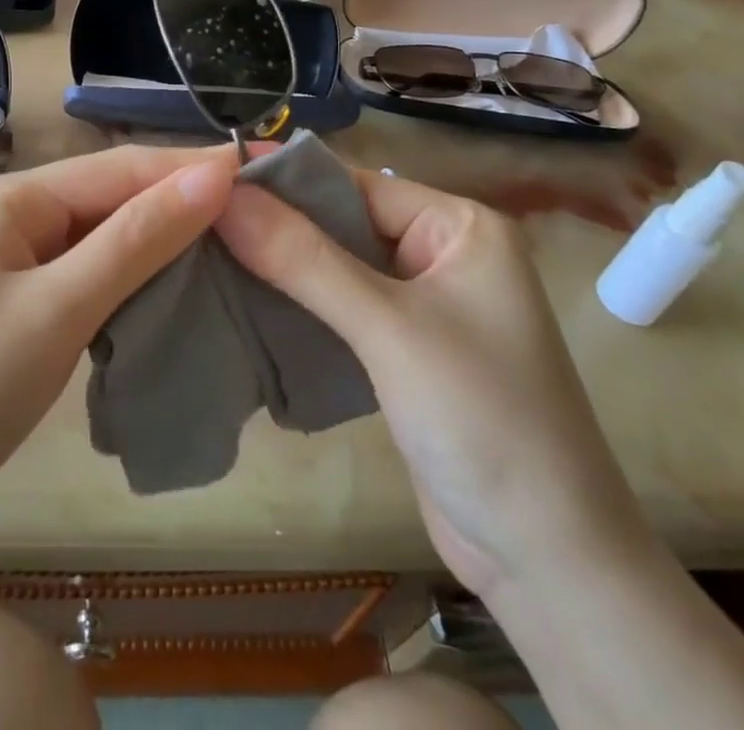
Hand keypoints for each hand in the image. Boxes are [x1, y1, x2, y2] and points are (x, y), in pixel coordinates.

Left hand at [0, 145, 237, 563]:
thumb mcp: (60, 306)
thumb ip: (138, 238)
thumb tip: (215, 173)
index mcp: (14, 198)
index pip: (120, 169)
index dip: (191, 168)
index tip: (262, 169)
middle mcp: (15, 219)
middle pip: (113, 200)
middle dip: (181, 205)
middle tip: (262, 216)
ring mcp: (17, 267)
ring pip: (107, 242)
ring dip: (163, 246)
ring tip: (236, 249)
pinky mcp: (23, 312)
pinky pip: (92, 280)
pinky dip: (135, 284)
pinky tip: (177, 293)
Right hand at [215, 170, 648, 594]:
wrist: (549, 563)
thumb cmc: (483, 420)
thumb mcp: (388, 329)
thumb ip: (304, 259)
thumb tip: (224, 195)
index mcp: (459, 226)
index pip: (355, 184)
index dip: (283, 182)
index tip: (207, 179)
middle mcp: (444, 253)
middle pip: (343, 223)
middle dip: (277, 226)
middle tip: (195, 220)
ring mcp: (425, 305)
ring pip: (337, 267)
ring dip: (282, 267)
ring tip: (205, 255)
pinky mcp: (405, 350)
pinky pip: (343, 309)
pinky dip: (300, 306)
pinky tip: (245, 302)